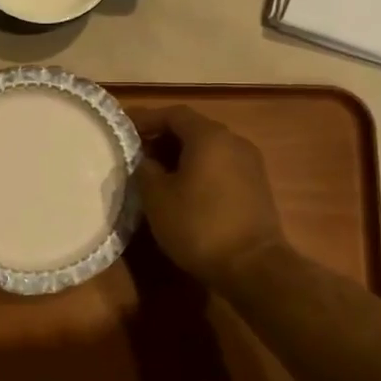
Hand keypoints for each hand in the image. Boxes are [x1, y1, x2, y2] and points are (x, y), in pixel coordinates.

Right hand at [133, 105, 289, 287]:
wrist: (253, 267)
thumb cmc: (198, 225)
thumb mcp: (157, 198)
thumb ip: (145, 170)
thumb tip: (146, 161)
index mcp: (209, 136)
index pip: (174, 114)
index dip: (147, 119)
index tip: (124, 128)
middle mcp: (234, 141)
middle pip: (193, 129)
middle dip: (163, 137)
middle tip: (137, 152)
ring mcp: (249, 164)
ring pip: (208, 149)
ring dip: (181, 155)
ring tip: (156, 172)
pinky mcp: (256, 187)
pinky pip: (221, 166)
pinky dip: (199, 169)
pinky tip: (182, 189)